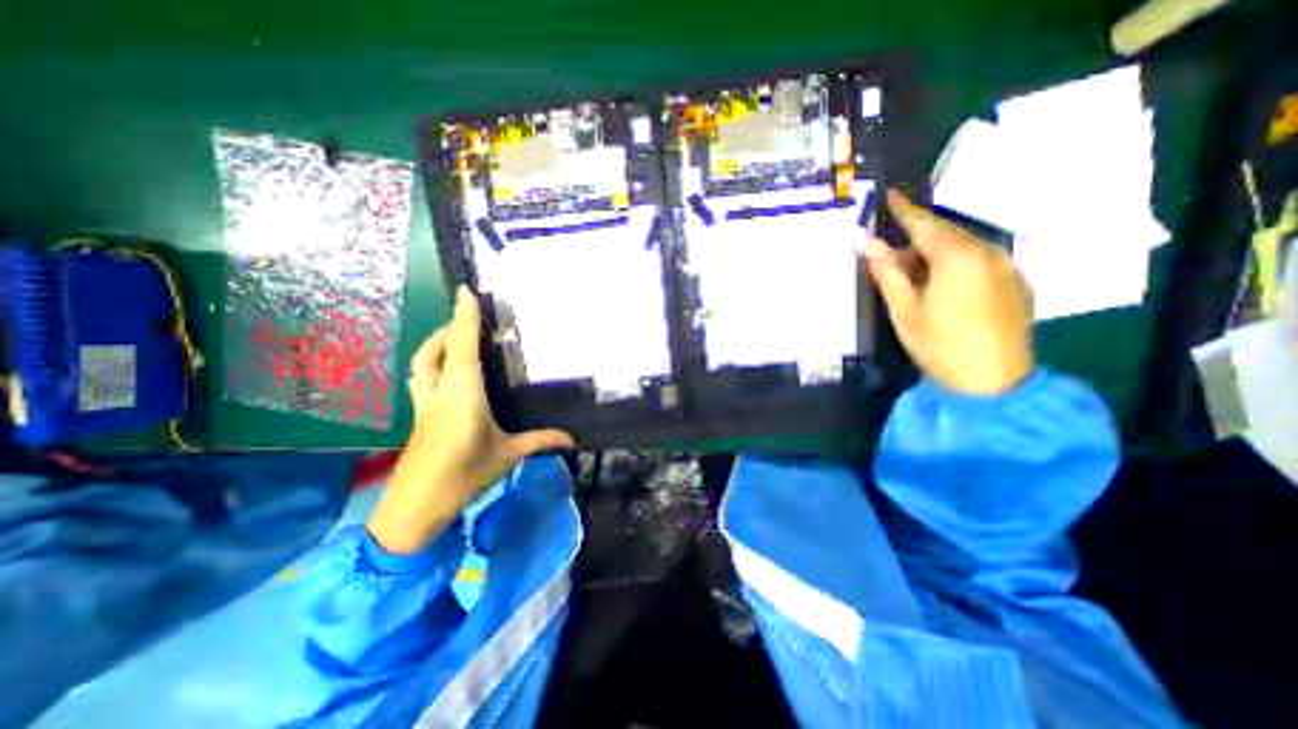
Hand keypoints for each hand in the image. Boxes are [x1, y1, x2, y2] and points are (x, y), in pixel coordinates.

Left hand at [365, 284, 570, 552]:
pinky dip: (433, 365)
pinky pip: (423, 379)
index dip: (464, 317)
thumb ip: (539, 440)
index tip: (466, 291)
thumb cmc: (464, 474)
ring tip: (456, 341)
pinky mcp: (419, 416)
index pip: (462, 346)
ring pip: (422, 363)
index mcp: (463, 394)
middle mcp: (439, 392)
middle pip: (434, 351)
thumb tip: (571, 438)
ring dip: (436, 345)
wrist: (415, 506)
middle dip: (447, 328)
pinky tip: (449, 375)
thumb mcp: (507, 454)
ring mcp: (424, 404)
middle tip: (467, 319)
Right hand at [860, 189, 1034, 391]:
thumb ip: (888, 273)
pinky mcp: (1013, 282)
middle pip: (945, 234)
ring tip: (909, 275)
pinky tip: (938, 286)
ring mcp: (1005, 267)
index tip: (889, 195)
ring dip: (932, 253)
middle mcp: (987, 252)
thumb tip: (870, 244)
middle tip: (888, 254)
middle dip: (915, 238)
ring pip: (961, 247)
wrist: (993, 381)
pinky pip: (977, 260)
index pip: (925, 224)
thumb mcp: (904, 310)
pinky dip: (952, 264)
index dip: (904, 210)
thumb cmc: (939, 344)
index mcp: (957, 258)